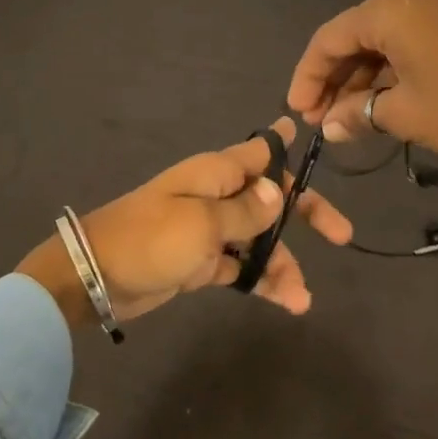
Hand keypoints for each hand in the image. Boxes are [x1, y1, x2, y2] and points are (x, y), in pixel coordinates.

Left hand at [16, 119, 352, 327]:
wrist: (96, 277)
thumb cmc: (151, 239)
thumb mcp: (203, 223)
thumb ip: (247, 210)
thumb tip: (281, 191)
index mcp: (216, 173)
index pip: (261, 152)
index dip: (287, 147)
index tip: (312, 136)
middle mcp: (217, 196)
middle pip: (271, 199)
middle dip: (305, 215)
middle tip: (341, 235)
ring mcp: (210, 231)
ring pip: (260, 240)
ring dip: (283, 264)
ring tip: (302, 298)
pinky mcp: (202, 263)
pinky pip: (242, 267)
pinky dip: (262, 281)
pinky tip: (286, 302)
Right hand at [287, 0, 437, 162]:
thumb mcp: (403, 114)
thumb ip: (356, 115)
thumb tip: (328, 127)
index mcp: (389, 9)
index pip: (329, 39)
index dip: (307, 77)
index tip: (298, 112)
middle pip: (354, 37)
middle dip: (334, 80)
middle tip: (320, 119)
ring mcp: (436, 5)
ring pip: (381, 41)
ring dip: (362, 79)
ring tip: (347, 119)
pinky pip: (407, 42)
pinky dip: (389, 71)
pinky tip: (380, 103)